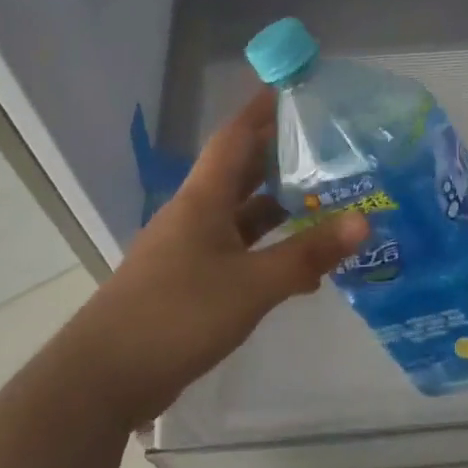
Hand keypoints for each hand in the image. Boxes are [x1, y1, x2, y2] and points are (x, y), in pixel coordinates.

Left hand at [61, 90, 368, 429]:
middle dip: (279, 157)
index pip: (234, 137)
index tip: (293, 89)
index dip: (261, 110)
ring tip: (326, 200)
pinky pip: (236, 252)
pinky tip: (301, 266)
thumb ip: (306, 254)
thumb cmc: (177, 315)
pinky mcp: (188, 283)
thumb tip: (364, 222)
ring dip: (278, 208)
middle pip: (241, 172)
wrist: (103, 379)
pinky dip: (267, 250)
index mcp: (203, 199)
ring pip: (241, 215)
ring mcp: (189, 249)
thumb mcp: (251, 285)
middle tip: (327, 145)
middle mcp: (195, 214)